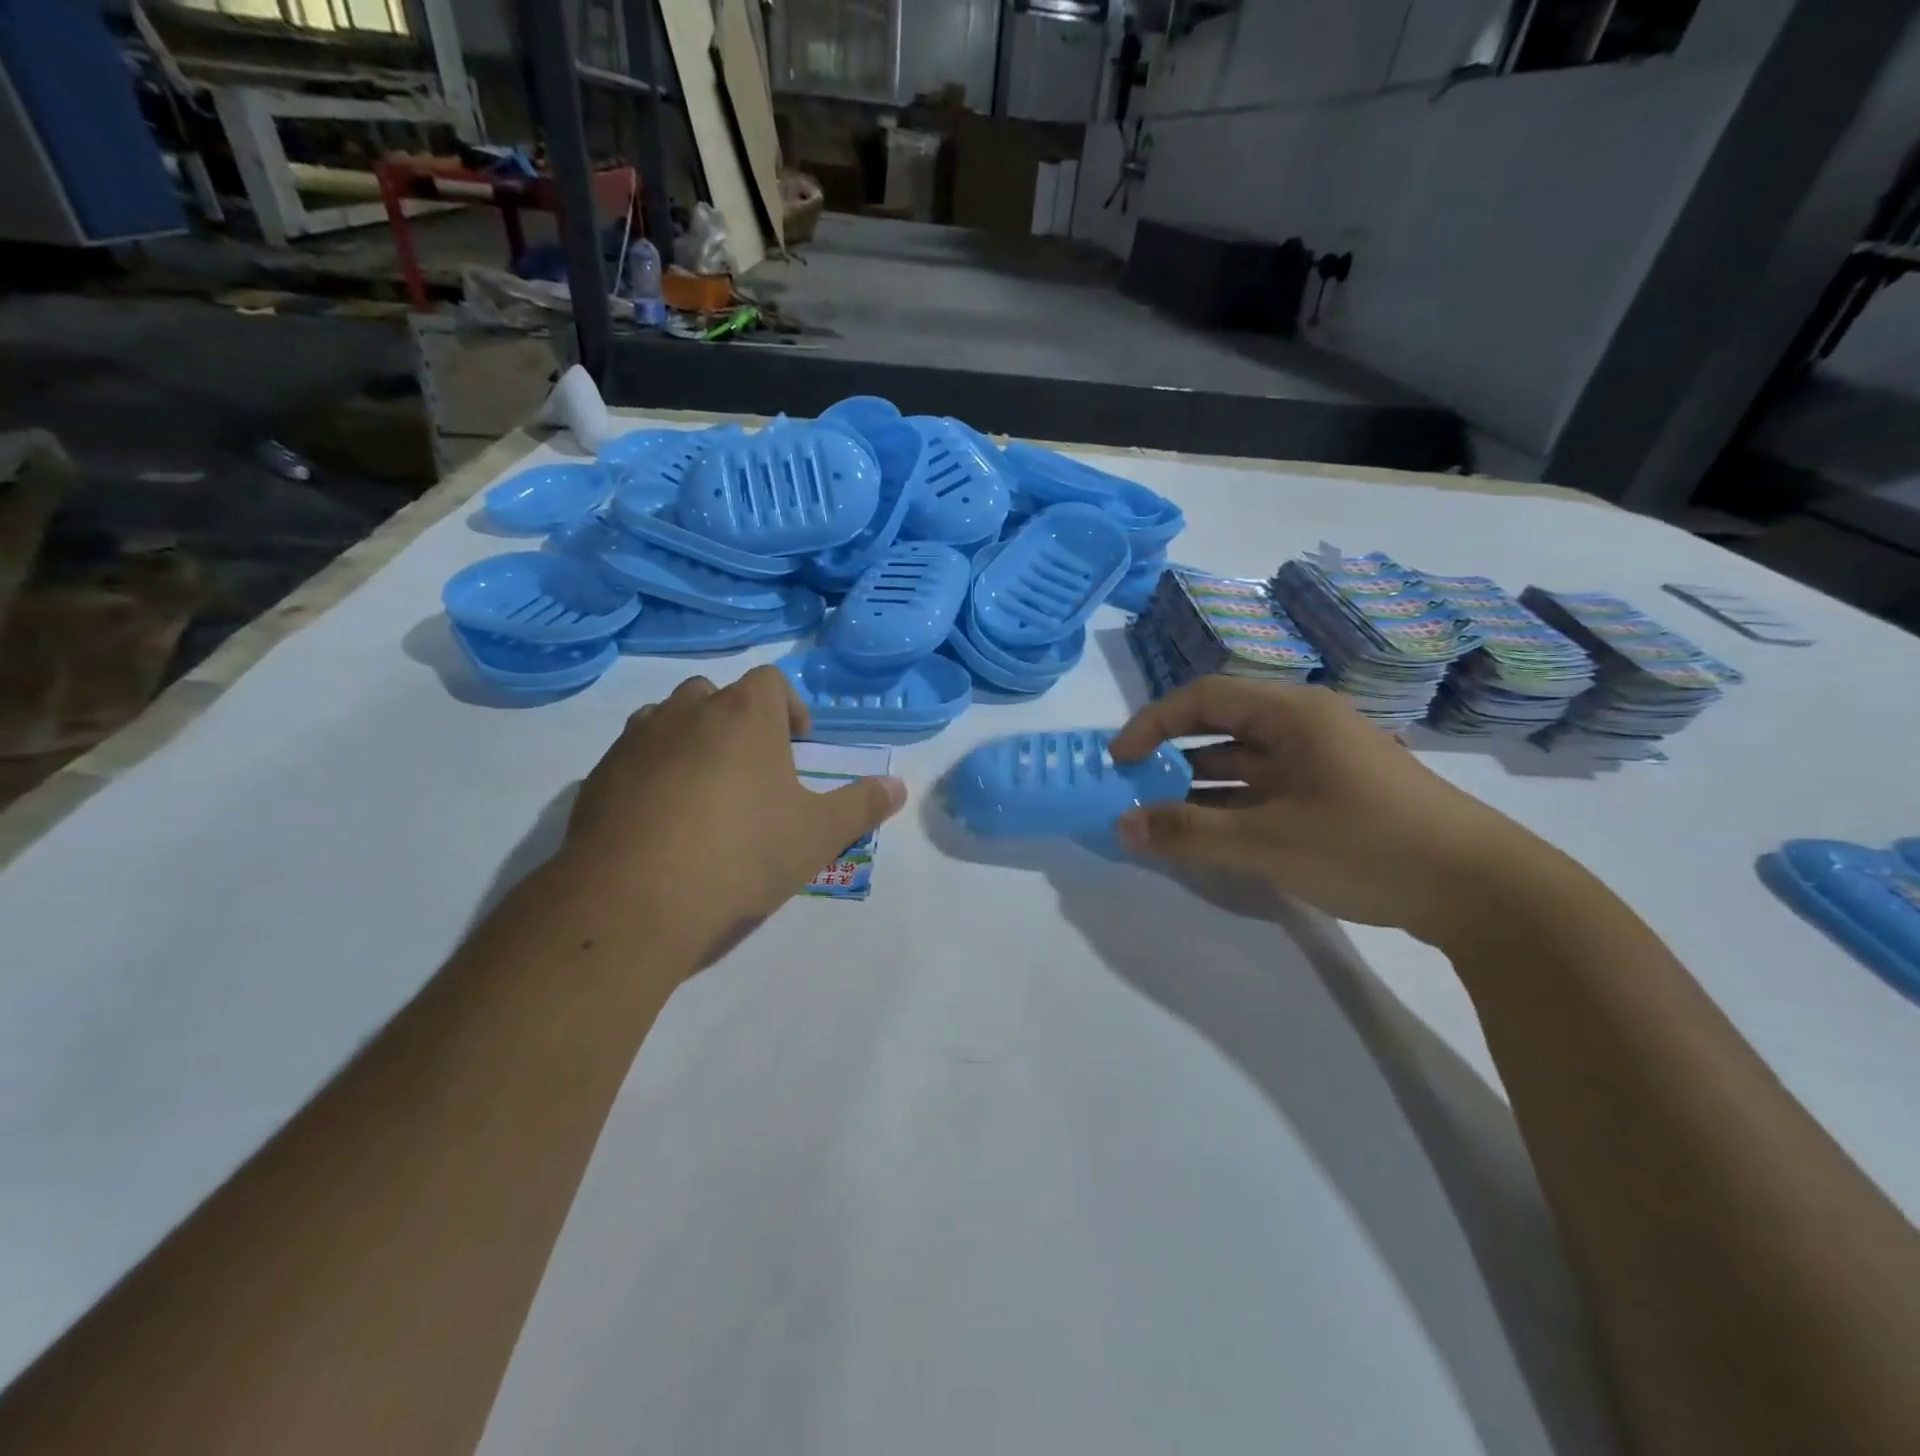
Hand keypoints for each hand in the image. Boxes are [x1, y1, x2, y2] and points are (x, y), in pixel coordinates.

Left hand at [562, 666, 905, 962]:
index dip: (790, 708)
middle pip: (717, 694)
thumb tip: (898, 786)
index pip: (771, 681)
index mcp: (745, 714)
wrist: (634, 901)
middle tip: (754, 770)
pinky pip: (634, 757)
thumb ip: (862, 805)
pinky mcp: (597, 776)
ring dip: (692, 741)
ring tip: (706, 792)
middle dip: (739, 721)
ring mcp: (636, 741)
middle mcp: (687, 712)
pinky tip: (663, 821)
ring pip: (669, 720)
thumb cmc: (742, 855)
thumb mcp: (818, 835)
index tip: (797, 745)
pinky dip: (652, 773)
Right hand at [1108, 678, 1544, 943]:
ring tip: (1160, 818)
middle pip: (1221, 727)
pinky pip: (1265, 790)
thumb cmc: (1369, 845)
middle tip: (1134, 789)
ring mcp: (1322, 762)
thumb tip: (1121, 826)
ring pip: (1242, 763)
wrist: (1485, 892)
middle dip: (1172, 756)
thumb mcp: (1268, 841)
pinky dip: (1231, 808)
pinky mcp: (1334, 795)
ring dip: (1199, 787)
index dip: (1152, 723)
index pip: (1203, 698)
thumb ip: (1189, 833)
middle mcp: (1305, 726)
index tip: (1118, 760)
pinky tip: (1208, 837)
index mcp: (1293, 714)